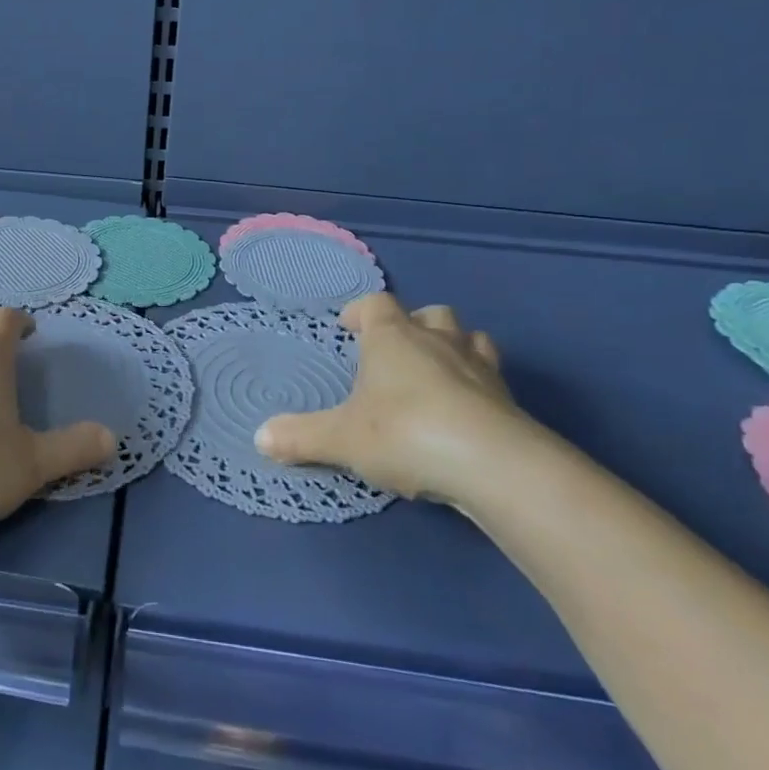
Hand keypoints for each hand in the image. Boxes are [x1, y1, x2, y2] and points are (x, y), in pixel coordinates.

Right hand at [255, 292, 542, 501]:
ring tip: (436, 373)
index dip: (359, 312)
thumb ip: (300, 437)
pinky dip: (477, 387)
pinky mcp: (509, 400)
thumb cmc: (405, 433)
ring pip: (470, 338)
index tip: (347, 329)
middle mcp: (438, 341)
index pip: (376, 304)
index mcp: (393, 337)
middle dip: (413, 325)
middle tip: (395, 352)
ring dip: (454, 348)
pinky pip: (492, 379)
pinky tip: (465, 414)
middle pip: (431, 314)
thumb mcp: (341, 439)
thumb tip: (259, 437)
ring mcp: (480, 368)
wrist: (493, 465)